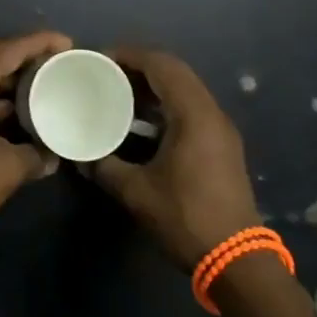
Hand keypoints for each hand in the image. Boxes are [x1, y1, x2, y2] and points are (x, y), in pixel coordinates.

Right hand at [89, 46, 263, 269]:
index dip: (130, 55)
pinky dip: (165, 103)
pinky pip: (191, 108)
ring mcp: (220, 129)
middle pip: (175, 72)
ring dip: (153, 85)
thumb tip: (80, 155)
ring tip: (119, 93)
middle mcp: (212, 113)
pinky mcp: (222, 145)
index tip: (100, 59)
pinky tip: (141, 120)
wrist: (237, 261)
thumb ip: (104, 166)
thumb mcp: (136, 192)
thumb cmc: (186, 219)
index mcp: (193, 115)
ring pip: (185, 89)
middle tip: (106, 73)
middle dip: (139, 66)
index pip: (161, 65)